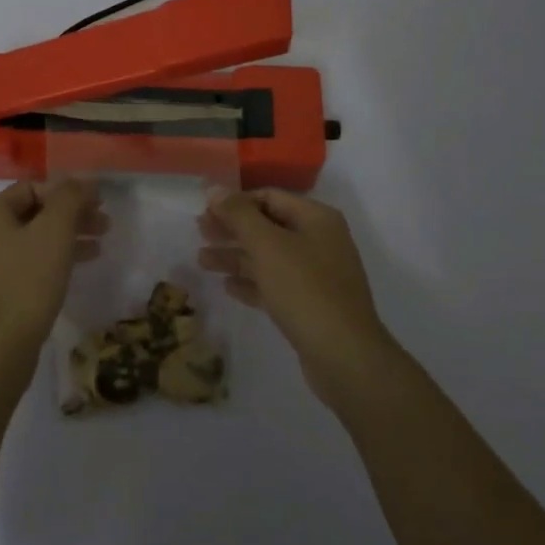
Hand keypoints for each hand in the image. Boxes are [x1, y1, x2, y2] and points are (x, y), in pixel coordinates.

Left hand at [0, 178, 107, 362]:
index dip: (68, 192)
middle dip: (71, 216)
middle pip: (33, 214)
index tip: (98, 204)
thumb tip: (82, 179)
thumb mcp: (55, 232)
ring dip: (66, 239)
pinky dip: (52, 262)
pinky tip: (75, 271)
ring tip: (99, 247)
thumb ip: (69, 198)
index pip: (33, 188)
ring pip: (32, 242)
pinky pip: (26, 267)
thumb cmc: (26, 282)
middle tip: (104, 225)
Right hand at [199, 189, 399, 402]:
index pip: (269, 197)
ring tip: (202, 261)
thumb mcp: (267, 246)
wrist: (345, 356)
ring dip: (236, 256)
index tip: (205, 211)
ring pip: (269, 257)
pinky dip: (252, 282)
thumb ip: (239, 215)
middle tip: (199, 232)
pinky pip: (276, 284)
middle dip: (232, 229)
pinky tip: (227, 286)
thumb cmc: (305, 290)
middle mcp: (320, 241)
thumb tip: (214, 189)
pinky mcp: (311, 305)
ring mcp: (317, 275)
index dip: (235, 202)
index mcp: (316, 219)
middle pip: (268, 226)